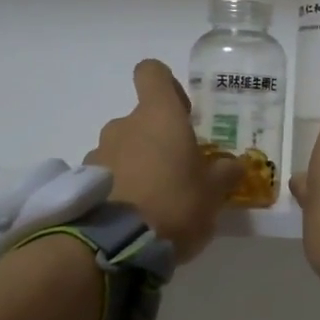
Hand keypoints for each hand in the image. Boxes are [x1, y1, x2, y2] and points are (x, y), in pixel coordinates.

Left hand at [86, 60, 241, 264]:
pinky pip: (107, 173)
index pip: (152, 73)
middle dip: (158, 140)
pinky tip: (134, 215)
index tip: (183, 111)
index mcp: (159, 116)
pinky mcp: (84, 181)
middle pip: (141, 119)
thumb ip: (225, 173)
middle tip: (179, 172)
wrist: (116, 246)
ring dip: (138, 164)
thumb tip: (235, 164)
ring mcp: (99, 152)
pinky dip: (120, 186)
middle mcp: (124, 124)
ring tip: (155, 200)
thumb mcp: (214, 193)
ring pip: (123, 147)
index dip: (168, 86)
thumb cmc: (175, 205)